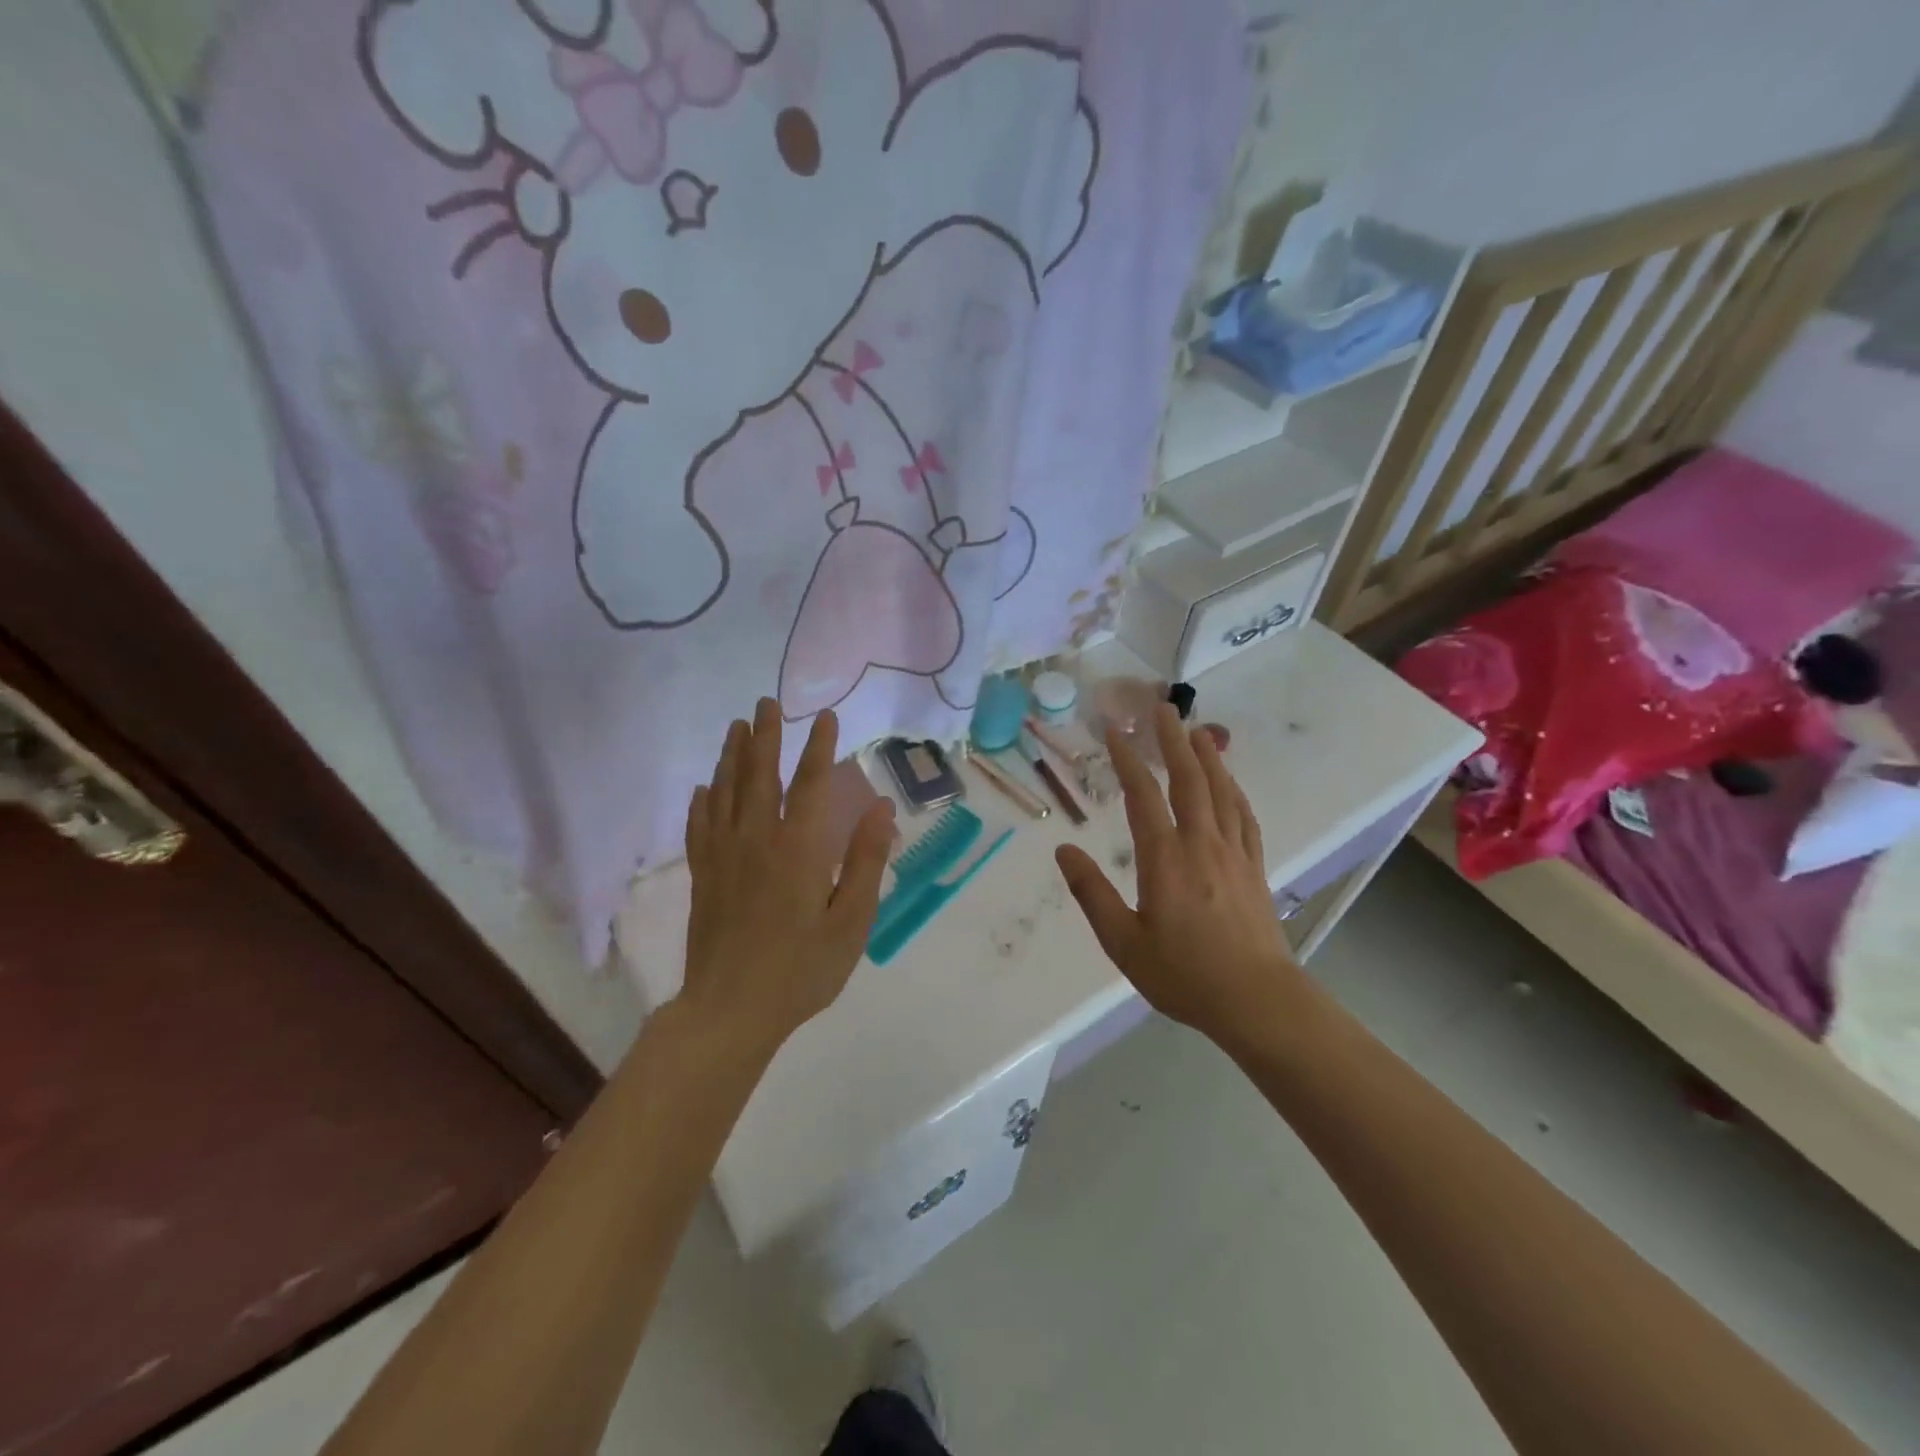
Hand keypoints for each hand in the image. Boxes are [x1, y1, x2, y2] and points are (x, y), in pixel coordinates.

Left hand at [679, 700, 894, 1052]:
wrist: (730, 1012)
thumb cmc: (801, 970)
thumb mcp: (850, 922)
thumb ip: (864, 861)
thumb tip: (880, 808)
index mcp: (796, 850)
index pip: (809, 785)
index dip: (818, 748)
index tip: (824, 716)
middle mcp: (755, 842)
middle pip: (758, 777)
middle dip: (764, 736)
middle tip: (765, 702)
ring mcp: (722, 858)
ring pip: (724, 794)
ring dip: (731, 757)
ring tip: (736, 727)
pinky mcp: (702, 877)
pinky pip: (699, 827)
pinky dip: (701, 802)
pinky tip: (703, 788)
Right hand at [1056, 704, 1298, 1040]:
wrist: (1257, 1000)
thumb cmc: (1183, 974)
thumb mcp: (1123, 942)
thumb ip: (1091, 893)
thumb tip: (1064, 851)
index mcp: (1165, 858)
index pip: (1143, 795)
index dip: (1128, 759)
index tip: (1115, 731)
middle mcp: (1201, 844)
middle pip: (1188, 779)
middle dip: (1172, 740)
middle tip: (1161, 707)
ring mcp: (1233, 853)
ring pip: (1221, 791)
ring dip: (1207, 757)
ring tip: (1196, 731)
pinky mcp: (1254, 867)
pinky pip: (1244, 817)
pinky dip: (1235, 792)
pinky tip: (1230, 784)